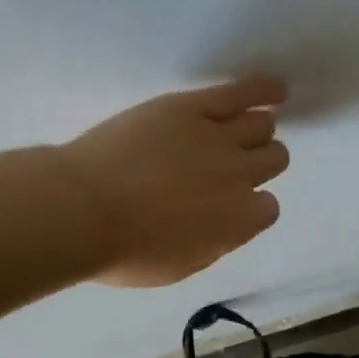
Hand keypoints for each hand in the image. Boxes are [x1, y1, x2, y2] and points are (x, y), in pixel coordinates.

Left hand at [57, 75, 288, 287]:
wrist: (82, 210)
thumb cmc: (123, 250)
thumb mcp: (177, 267)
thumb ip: (212, 244)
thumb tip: (223, 226)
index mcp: (237, 223)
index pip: (268, 207)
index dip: (250, 204)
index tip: (230, 203)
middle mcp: (239, 177)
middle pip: (273, 159)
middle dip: (257, 163)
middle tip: (229, 166)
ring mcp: (218, 138)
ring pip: (261, 126)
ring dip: (256, 130)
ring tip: (247, 128)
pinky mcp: (192, 107)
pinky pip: (241, 92)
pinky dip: (264, 90)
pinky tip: (276, 91)